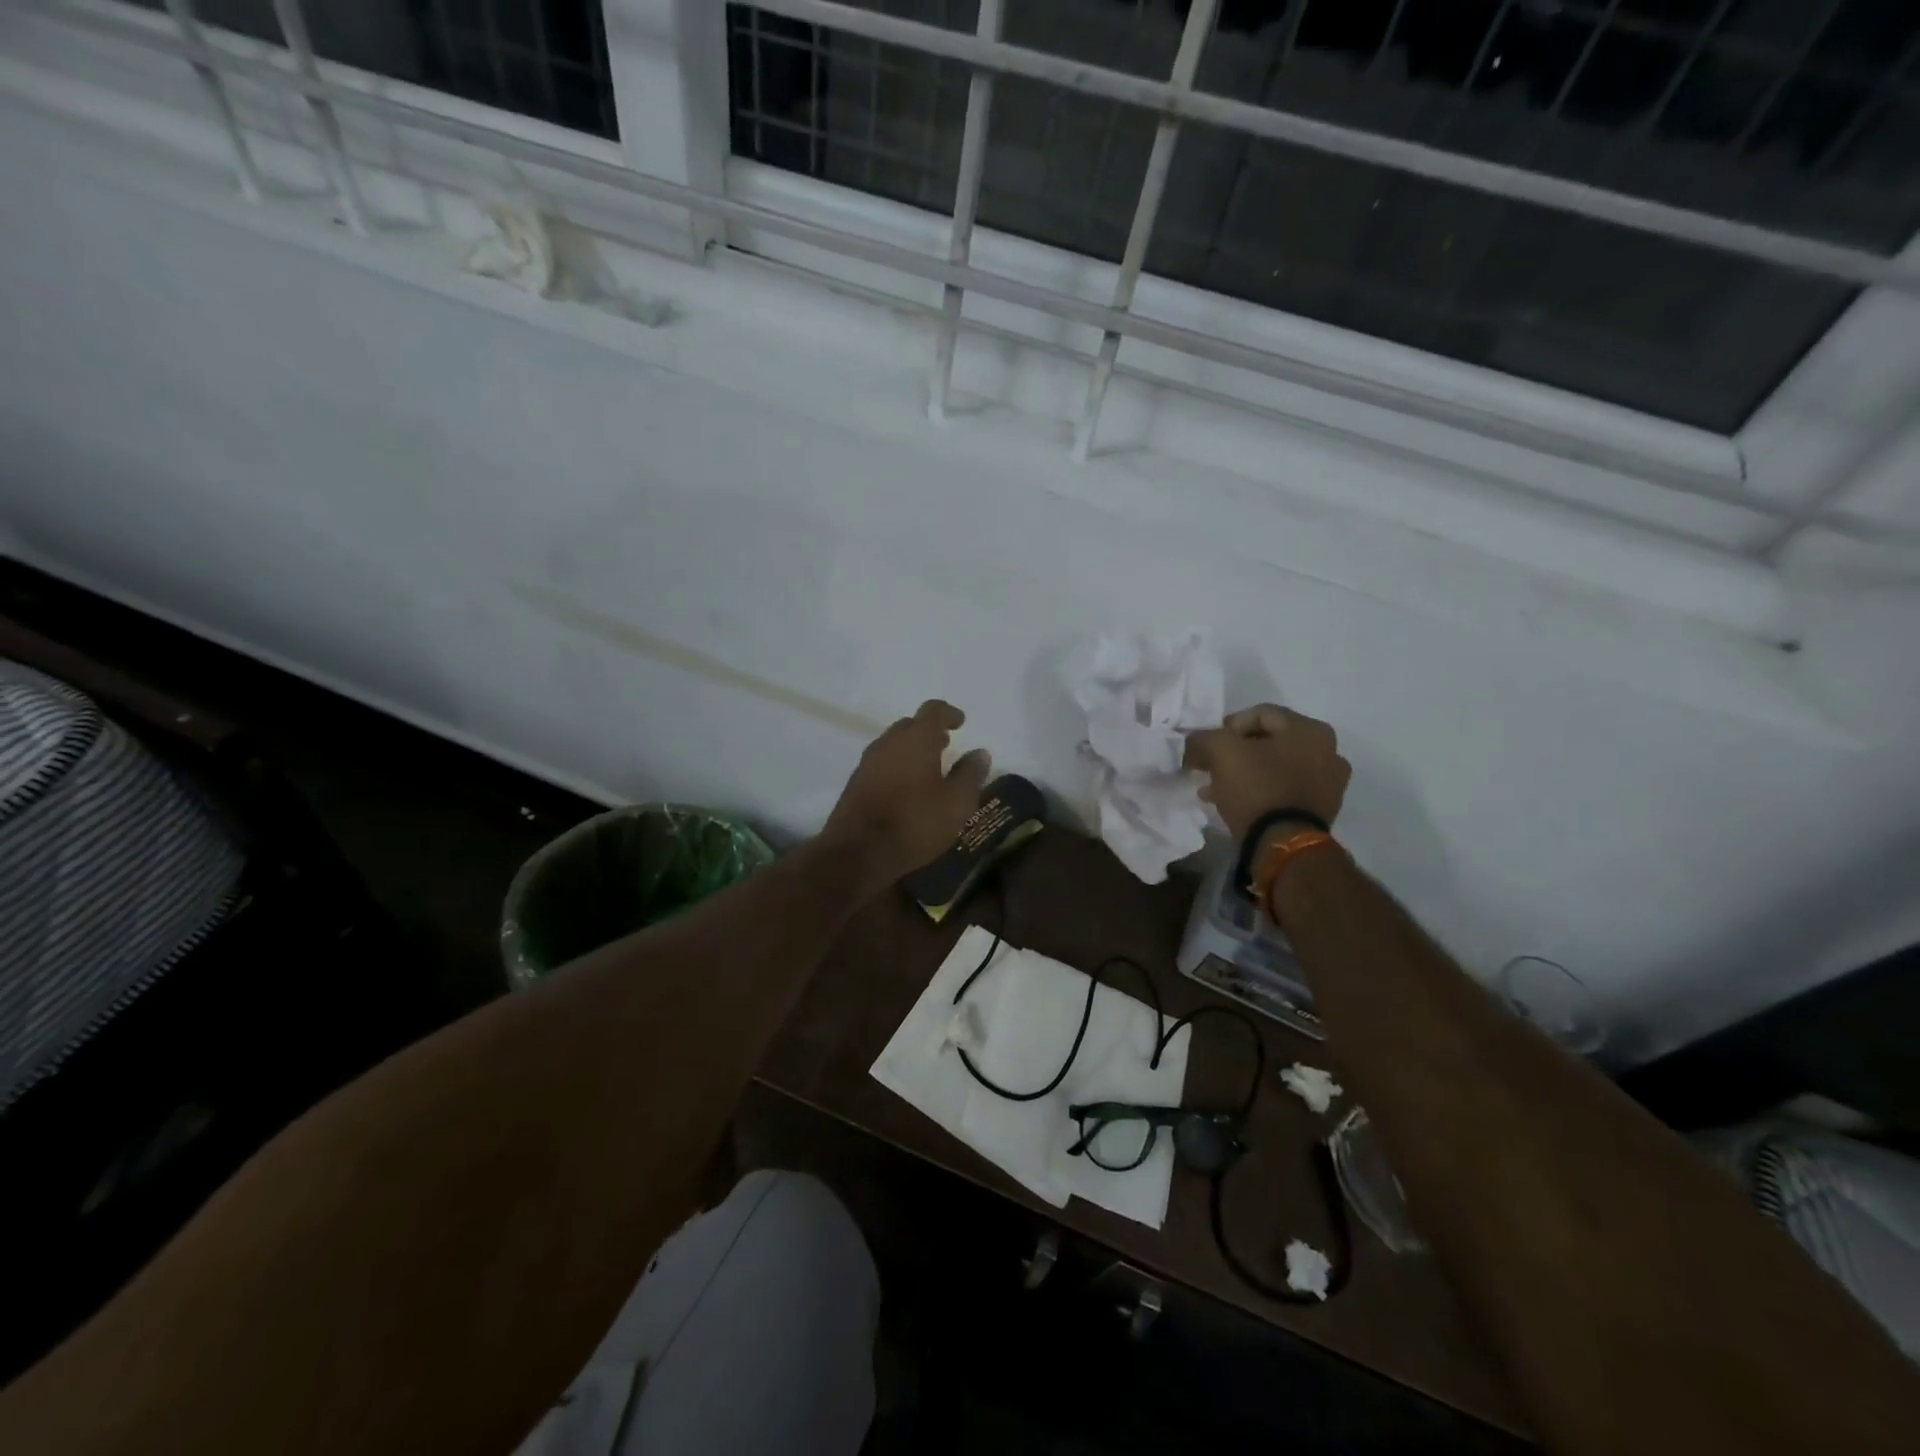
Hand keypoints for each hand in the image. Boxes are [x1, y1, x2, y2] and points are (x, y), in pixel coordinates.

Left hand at [823, 700, 990, 888]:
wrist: (858, 851)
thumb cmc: (915, 822)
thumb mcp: (957, 803)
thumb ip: (970, 774)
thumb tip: (980, 752)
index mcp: (916, 738)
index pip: (934, 710)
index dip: (949, 713)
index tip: (960, 722)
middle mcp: (889, 742)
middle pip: (911, 725)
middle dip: (929, 732)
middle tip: (945, 745)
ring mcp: (868, 761)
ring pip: (894, 745)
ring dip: (912, 750)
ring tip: (929, 769)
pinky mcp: (856, 782)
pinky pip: (882, 764)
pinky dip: (898, 767)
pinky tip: (907, 788)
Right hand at [1184, 704, 1349, 842]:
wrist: (1283, 844)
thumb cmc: (1257, 787)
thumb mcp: (1220, 751)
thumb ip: (1202, 739)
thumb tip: (1193, 744)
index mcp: (1311, 730)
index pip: (1261, 714)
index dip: (1227, 726)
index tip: (1208, 746)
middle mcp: (1328, 752)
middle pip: (1269, 742)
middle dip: (1235, 753)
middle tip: (1210, 767)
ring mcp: (1329, 784)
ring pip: (1275, 768)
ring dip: (1244, 774)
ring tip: (1215, 788)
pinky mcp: (1320, 811)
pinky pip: (1283, 791)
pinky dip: (1259, 792)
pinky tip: (1233, 804)